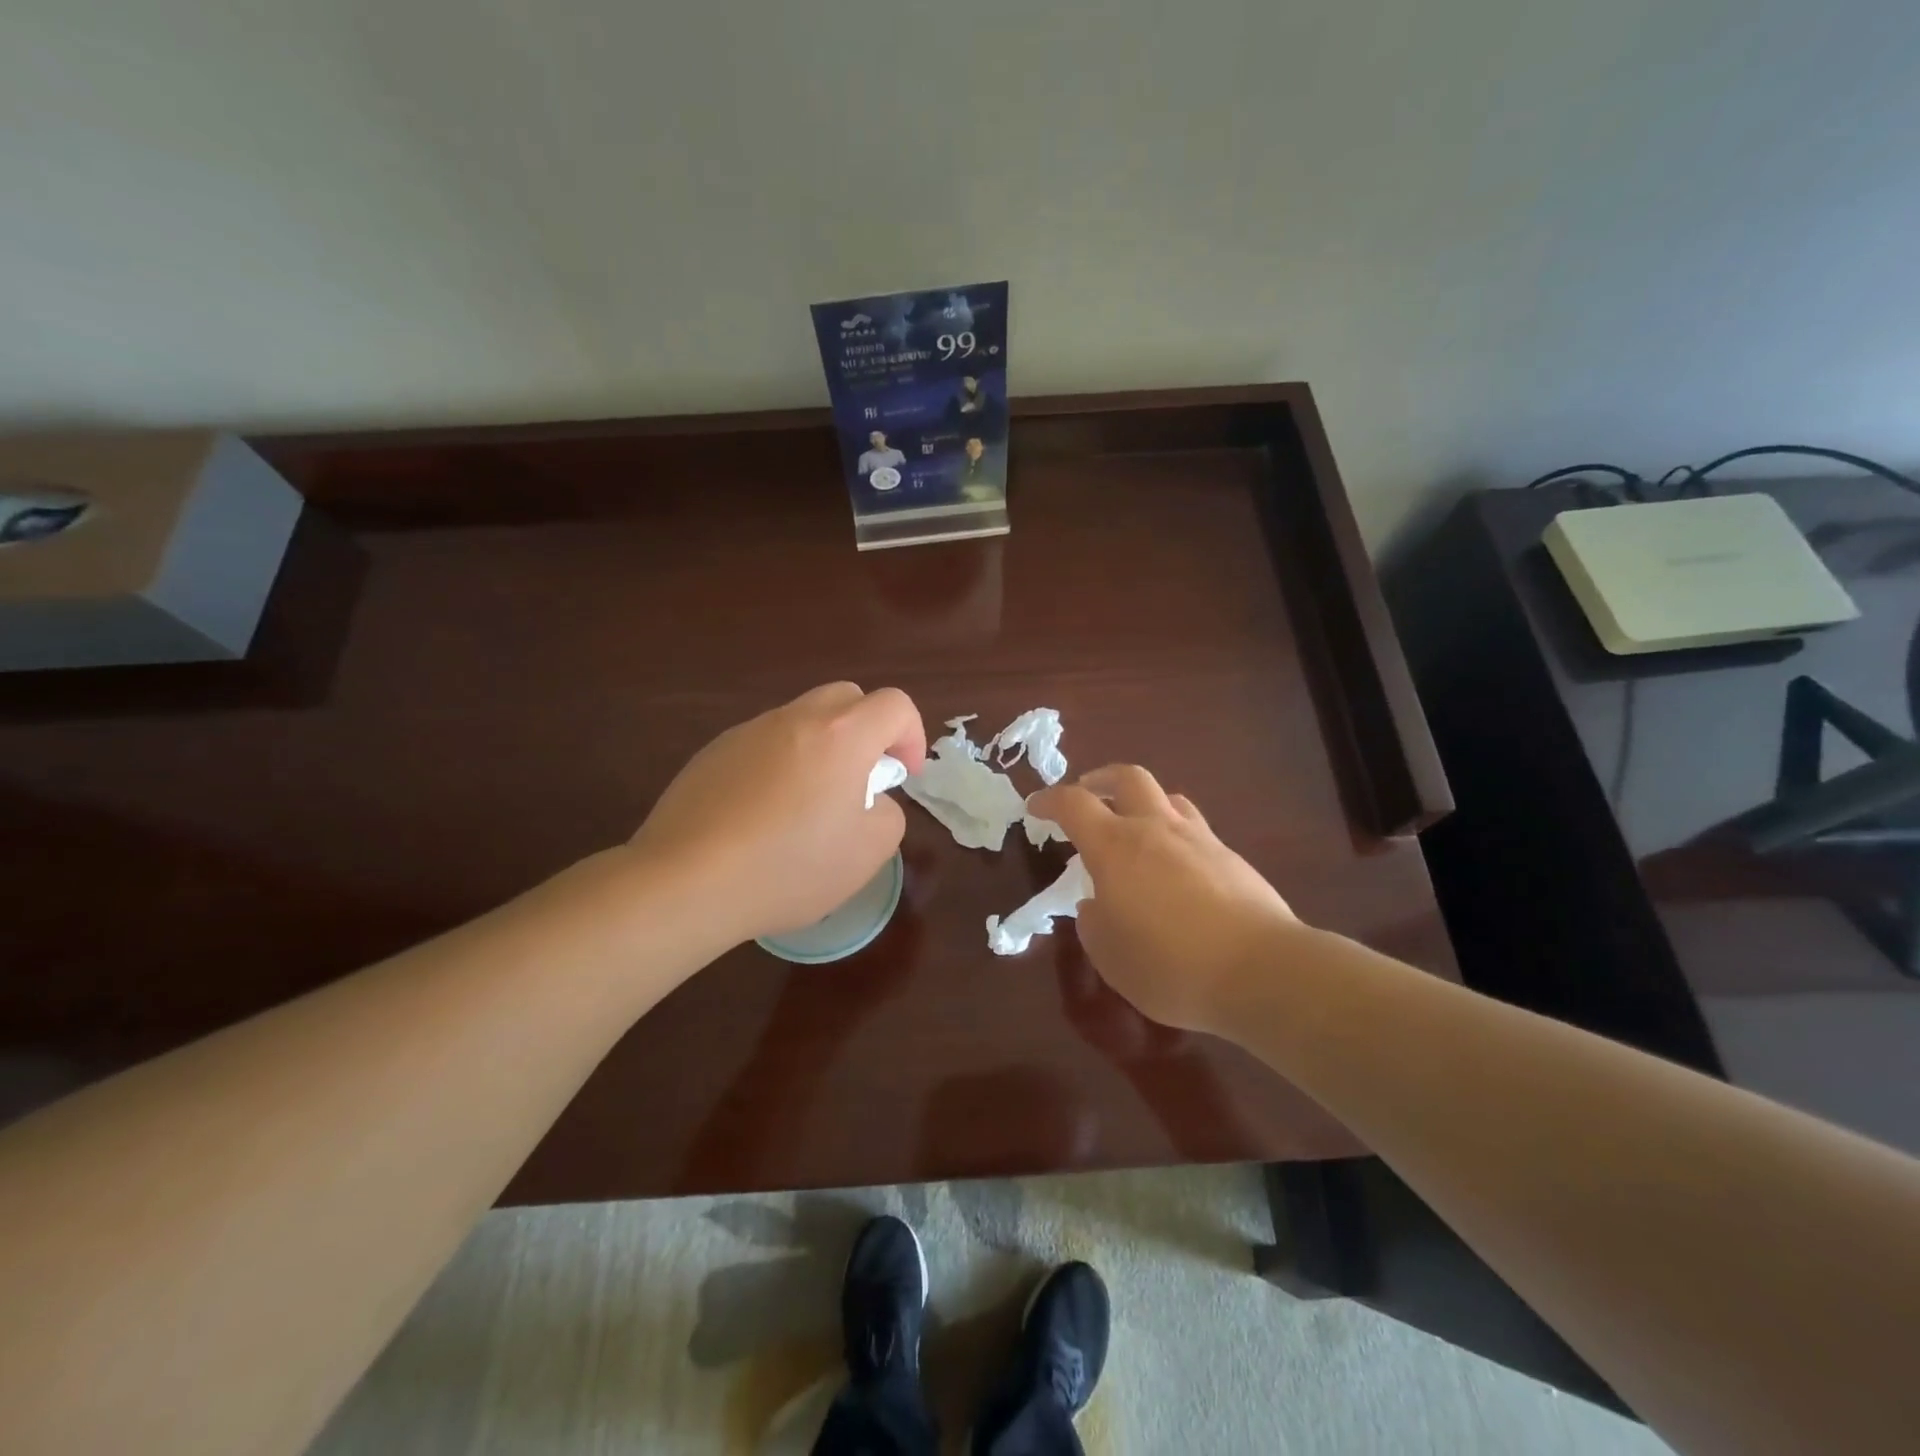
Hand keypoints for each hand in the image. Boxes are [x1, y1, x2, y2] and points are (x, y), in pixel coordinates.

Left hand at [628, 683, 925, 944]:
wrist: (686, 881)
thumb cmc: (789, 866)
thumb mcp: (868, 852)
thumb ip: (888, 814)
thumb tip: (870, 800)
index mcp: (841, 735)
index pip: (895, 704)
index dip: (910, 736)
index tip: (901, 778)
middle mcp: (794, 719)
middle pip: (847, 698)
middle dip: (868, 732)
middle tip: (861, 782)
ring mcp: (748, 732)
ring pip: (802, 720)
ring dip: (822, 748)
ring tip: (807, 807)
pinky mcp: (713, 753)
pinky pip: (763, 745)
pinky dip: (780, 766)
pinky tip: (762, 817)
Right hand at [1028, 765, 1299, 1033]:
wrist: (1262, 971)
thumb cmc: (1170, 965)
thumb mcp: (1110, 956)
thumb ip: (1093, 923)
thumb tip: (1096, 904)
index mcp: (1116, 847)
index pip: (1074, 804)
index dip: (1049, 800)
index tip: (1035, 807)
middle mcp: (1156, 829)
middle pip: (1127, 777)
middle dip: (1100, 780)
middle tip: (1087, 796)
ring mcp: (1199, 839)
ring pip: (1167, 798)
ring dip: (1142, 803)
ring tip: (1134, 829)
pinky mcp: (1231, 858)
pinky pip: (1195, 829)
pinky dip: (1174, 835)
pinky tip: (1175, 869)